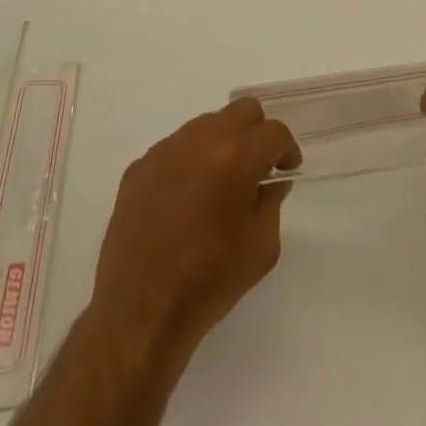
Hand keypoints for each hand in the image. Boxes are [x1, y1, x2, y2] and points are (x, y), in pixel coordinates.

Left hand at [88, 98, 300, 364]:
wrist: (140, 314)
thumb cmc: (208, 283)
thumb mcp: (261, 248)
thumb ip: (271, 203)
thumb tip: (269, 181)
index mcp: (235, 156)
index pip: (273, 132)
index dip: (286, 150)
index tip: (286, 171)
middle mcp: (200, 140)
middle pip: (241, 111)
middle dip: (257, 134)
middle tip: (257, 168)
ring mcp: (165, 150)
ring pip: (206, 125)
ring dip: (221, 145)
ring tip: (218, 186)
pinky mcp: (139, 167)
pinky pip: (175, 149)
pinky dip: (189, 163)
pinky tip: (185, 201)